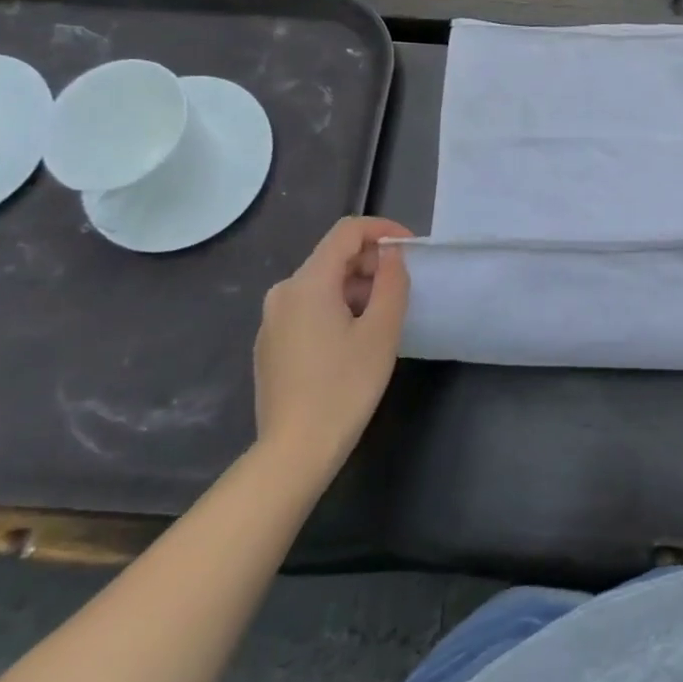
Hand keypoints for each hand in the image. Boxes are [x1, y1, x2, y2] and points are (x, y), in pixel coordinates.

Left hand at [253, 217, 411, 484]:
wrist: (294, 451)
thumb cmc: (345, 386)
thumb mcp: (382, 330)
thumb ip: (392, 281)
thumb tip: (392, 254)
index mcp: (308, 282)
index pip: (347, 231)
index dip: (383, 230)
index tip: (411, 249)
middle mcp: (283, 292)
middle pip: (333, 256)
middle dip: (372, 262)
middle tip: (403, 287)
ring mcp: (272, 320)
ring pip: (322, 283)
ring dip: (357, 287)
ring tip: (384, 316)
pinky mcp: (270, 344)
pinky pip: (308, 307)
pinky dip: (337, 307)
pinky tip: (355, 339)